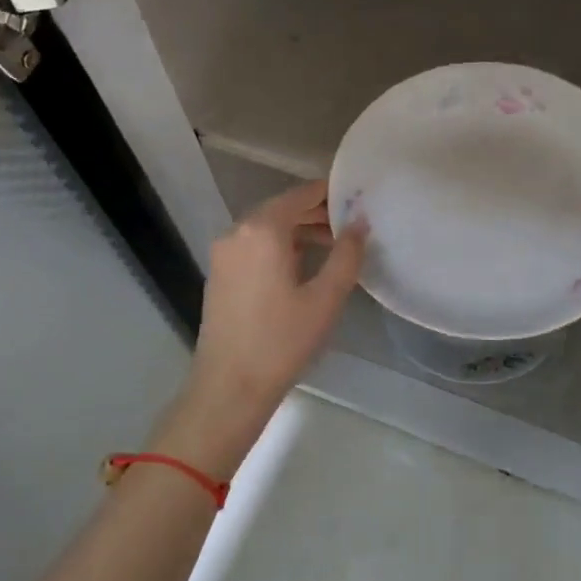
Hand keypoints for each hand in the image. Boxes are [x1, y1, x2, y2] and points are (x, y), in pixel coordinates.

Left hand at [154, 181, 366, 475]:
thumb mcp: (326, 297)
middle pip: (283, 208)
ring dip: (300, 230)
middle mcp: (237, 232)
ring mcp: (224, 253)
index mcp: (262, 230)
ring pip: (267, 227)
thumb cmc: (282, 341)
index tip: (359, 198)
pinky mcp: (220, 273)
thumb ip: (347, 253)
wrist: (229, 387)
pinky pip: (254, 245)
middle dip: (317, 212)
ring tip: (334, 245)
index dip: (331, 193)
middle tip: (352, 225)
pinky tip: (304, 265)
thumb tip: (360, 222)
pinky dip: (280, 245)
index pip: (301, 194)